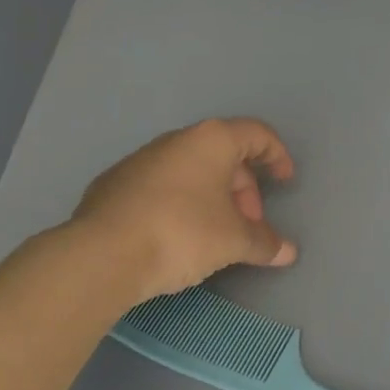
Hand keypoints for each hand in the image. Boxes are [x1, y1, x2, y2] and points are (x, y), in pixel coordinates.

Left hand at [66, 118, 298, 302]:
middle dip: (244, 189)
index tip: (285, 181)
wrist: (101, 255)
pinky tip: (176, 237)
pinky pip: (161, 187)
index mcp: (212, 140)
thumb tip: (287, 252)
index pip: (257, 134)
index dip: (277, 156)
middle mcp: (177, 140)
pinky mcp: (114, 184)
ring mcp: (141, 159)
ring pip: (191, 171)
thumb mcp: (232, 241)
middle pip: (224, 155)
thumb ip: (263, 242)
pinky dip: (179, 204)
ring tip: (216, 235)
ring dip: (212, 198)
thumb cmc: (181, 233)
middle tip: (248, 224)